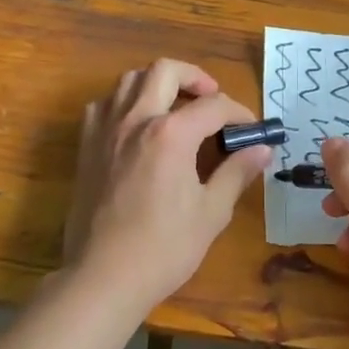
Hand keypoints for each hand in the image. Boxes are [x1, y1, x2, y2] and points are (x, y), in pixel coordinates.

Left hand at [62, 59, 273, 317]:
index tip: (251, 130)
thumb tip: (262, 149)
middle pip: (165, 70)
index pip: (213, 106)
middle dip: (195, 77)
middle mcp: (136, 119)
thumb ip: (236, 173)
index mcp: (171, 134)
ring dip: (157, 84)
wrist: (103, 277)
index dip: (239, 113)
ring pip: (130, 80)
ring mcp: (106, 130)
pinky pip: (103, 105)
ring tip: (175, 106)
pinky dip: (124, 103)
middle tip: (211, 98)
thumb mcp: (211, 212)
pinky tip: (136, 125)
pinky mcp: (86, 146)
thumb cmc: (163, 248)